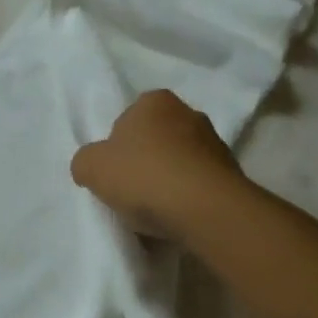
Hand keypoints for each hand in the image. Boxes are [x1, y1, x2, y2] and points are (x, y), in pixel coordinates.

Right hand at [70, 90, 244, 240]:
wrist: (204, 208)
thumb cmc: (144, 176)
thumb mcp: (91, 167)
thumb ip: (86, 161)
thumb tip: (93, 166)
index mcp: (155, 101)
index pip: (127, 119)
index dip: (116, 147)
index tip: (113, 173)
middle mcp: (189, 112)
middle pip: (155, 139)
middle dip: (144, 161)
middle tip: (131, 190)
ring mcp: (215, 142)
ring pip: (179, 161)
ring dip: (168, 179)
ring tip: (155, 209)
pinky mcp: (231, 172)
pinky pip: (198, 183)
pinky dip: (187, 196)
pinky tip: (177, 216)